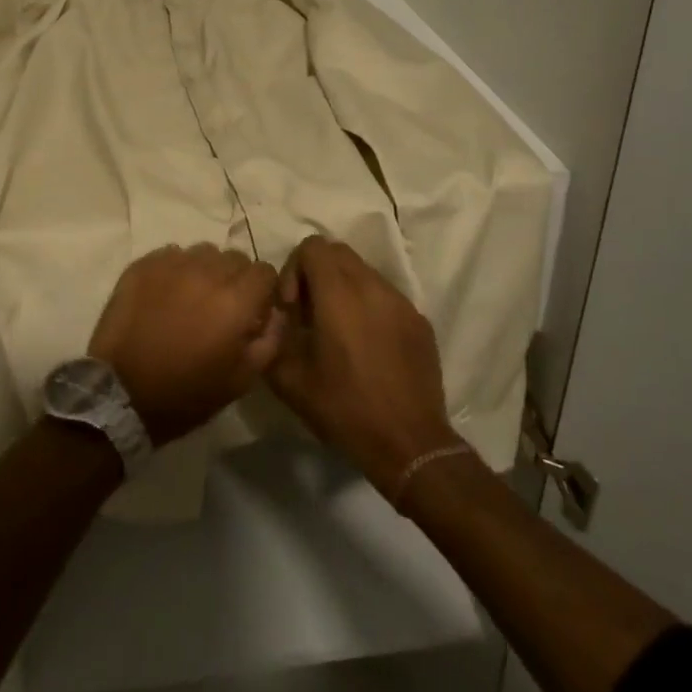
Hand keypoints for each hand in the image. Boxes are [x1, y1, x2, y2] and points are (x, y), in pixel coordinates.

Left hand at [88, 244, 286, 445]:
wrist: (122, 394)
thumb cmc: (187, 393)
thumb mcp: (242, 379)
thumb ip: (270, 340)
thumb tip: (276, 312)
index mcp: (235, 300)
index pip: (264, 271)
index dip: (263, 291)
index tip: (253, 310)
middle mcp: (206, 272)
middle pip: (234, 258)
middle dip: (235, 279)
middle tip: (221, 307)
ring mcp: (171, 264)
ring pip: (202, 252)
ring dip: (205, 271)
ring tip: (192, 298)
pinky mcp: (143, 265)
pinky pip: (171, 255)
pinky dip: (175, 269)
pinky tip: (166, 295)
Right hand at [270, 236, 461, 497]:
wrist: (410, 444)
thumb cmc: (344, 409)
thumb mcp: (290, 380)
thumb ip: (272, 337)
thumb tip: (272, 319)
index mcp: (339, 294)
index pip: (312, 247)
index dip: (293, 270)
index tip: (293, 308)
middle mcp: (372, 287)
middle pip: (338, 252)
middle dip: (317, 273)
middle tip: (310, 314)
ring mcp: (401, 302)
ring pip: (363, 272)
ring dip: (343, 289)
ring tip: (338, 330)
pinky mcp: (419, 321)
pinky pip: (386, 296)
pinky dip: (369, 307)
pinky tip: (367, 347)